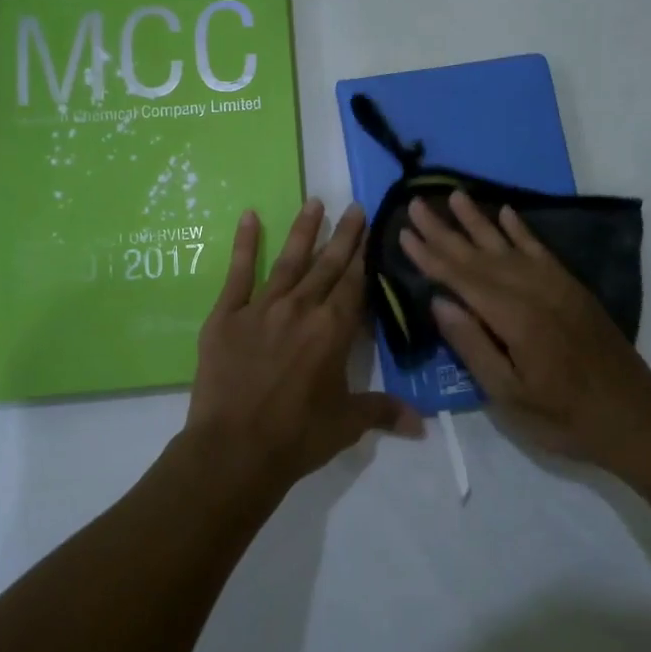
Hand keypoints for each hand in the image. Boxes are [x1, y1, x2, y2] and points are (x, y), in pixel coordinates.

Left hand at [185, 199, 420, 493]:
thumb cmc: (298, 436)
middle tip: (354, 206)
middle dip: (344, 235)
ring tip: (314, 201)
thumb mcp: (347, 424)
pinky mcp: (227, 315)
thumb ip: (384, 412)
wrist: (234, 450)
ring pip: (289, 260)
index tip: (372, 227)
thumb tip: (423, 426)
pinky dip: (244, 243)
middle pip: (327, 265)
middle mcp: (302, 308)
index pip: (355, 283)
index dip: (365, 254)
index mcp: (333, 330)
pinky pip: (238, 272)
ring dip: (303, 230)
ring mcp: (262, 307)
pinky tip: (249, 216)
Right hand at [399, 190, 650, 471]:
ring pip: (508, 245)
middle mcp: (534, 291)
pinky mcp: (572, 288)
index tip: (404, 232)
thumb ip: (473, 345)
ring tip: (455, 195)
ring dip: (479, 220)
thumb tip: (440, 302)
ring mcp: (556, 285)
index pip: (461, 278)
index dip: (430, 256)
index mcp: (514, 318)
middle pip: (480, 255)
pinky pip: (540, 250)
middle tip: (417, 203)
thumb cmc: (564, 417)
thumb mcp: (509, 395)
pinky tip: (506, 213)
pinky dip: (521, 230)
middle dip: (445, 230)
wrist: (635, 416)